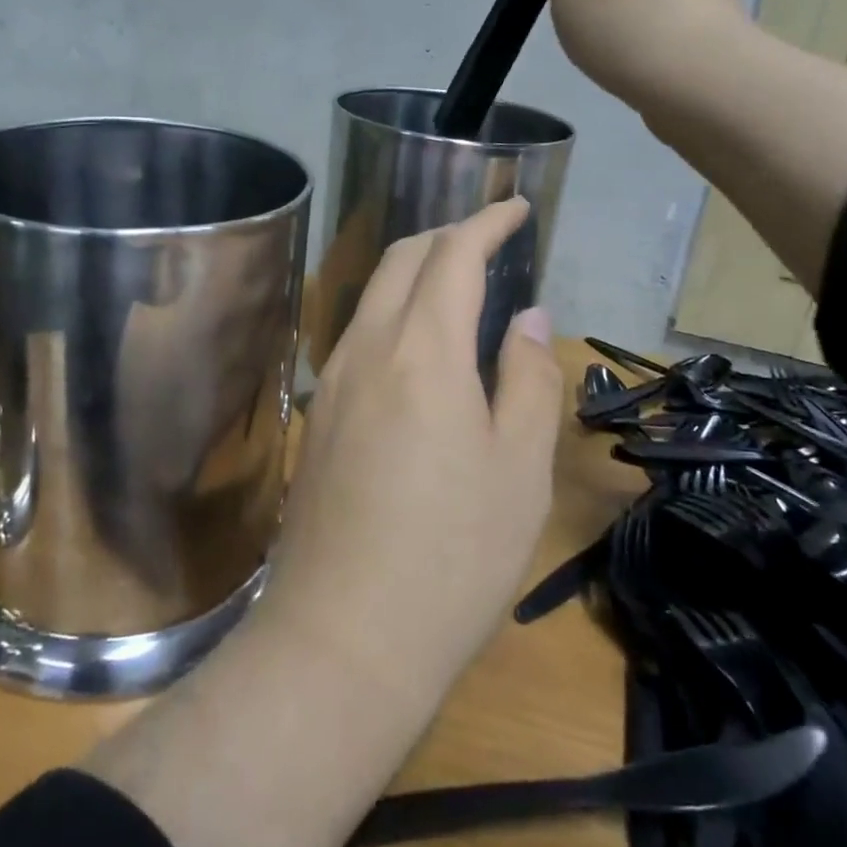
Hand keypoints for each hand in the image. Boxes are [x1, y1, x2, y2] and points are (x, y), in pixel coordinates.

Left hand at [263, 199, 562, 698]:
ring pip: (372, 295)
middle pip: (401, 260)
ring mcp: (332, 382)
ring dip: (416, 272)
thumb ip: (529, 379)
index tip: (516, 207)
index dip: (486, 222)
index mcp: (421, 351)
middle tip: (492, 240)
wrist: (343, 639)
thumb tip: (529, 318)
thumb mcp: (519, 470)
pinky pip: (358, 335)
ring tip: (462, 286)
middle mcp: (366, 349)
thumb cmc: (452, 558)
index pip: (452, 256)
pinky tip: (421, 346)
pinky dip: (394, 312)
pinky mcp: (317, 416)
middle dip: (447, 236)